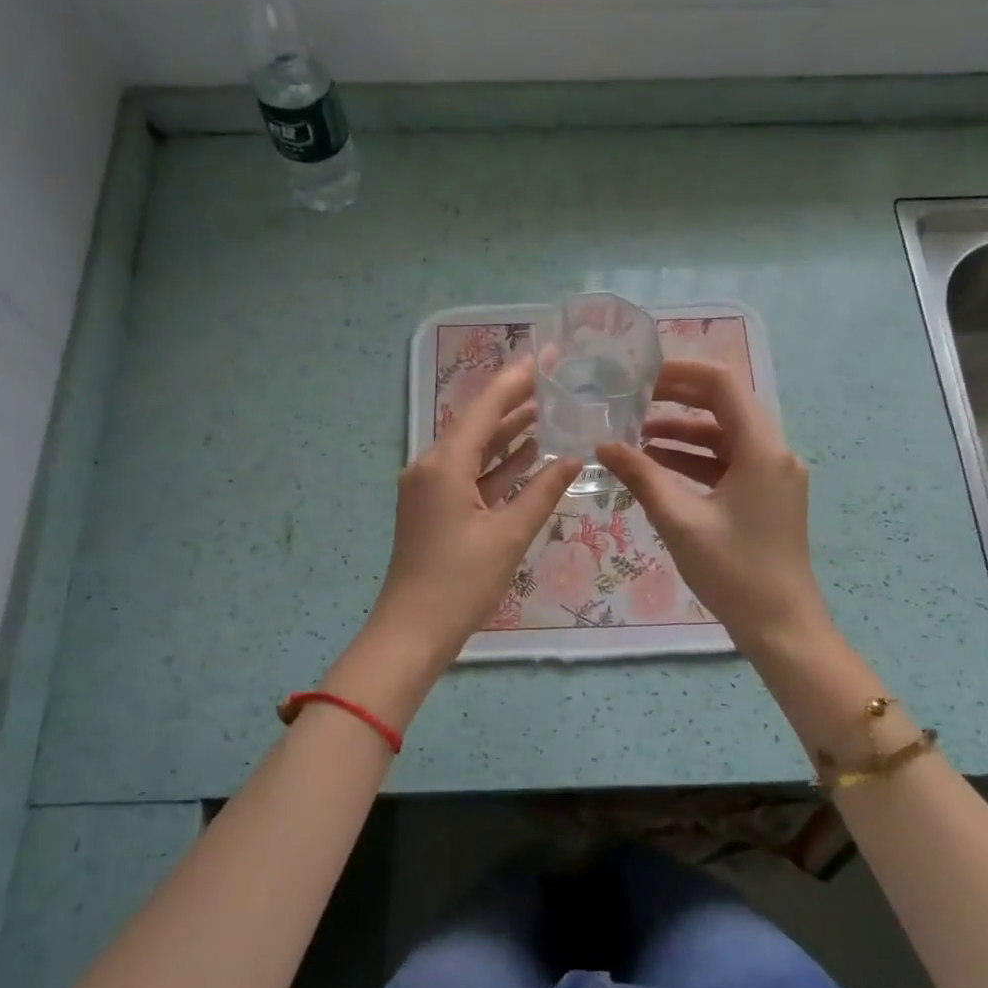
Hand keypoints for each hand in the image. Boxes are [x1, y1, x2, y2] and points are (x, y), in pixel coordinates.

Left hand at [370, 358, 579, 664]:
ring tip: (551, 410)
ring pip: (476, 449)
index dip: (518, 378)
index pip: (486, 406)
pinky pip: (471, 474)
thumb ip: (543, 491)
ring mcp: (431, 488)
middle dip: (517, 401)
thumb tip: (574, 457)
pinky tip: (530, 455)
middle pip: (479, 422)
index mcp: (445, 464)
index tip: (548, 355)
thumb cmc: (461, 583)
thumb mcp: (509, 535)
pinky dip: (499, 465)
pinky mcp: (435, 509)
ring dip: (510, 432)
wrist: (412, 632)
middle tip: (557, 379)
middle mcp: (432, 466)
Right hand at [596, 360, 830, 654]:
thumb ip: (642, 477)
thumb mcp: (681, 521)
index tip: (641, 374)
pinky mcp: (766, 497)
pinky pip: (728, 464)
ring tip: (635, 434)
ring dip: (683, 433)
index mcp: (763, 449)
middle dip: (678, 399)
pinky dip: (695, 461)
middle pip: (726, 406)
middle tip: (633, 398)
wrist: (782, 627)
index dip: (682, 372)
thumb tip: (603, 446)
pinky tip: (658, 466)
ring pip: (725, 437)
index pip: (724, 385)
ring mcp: (773, 476)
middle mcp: (775, 453)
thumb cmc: (734, 572)